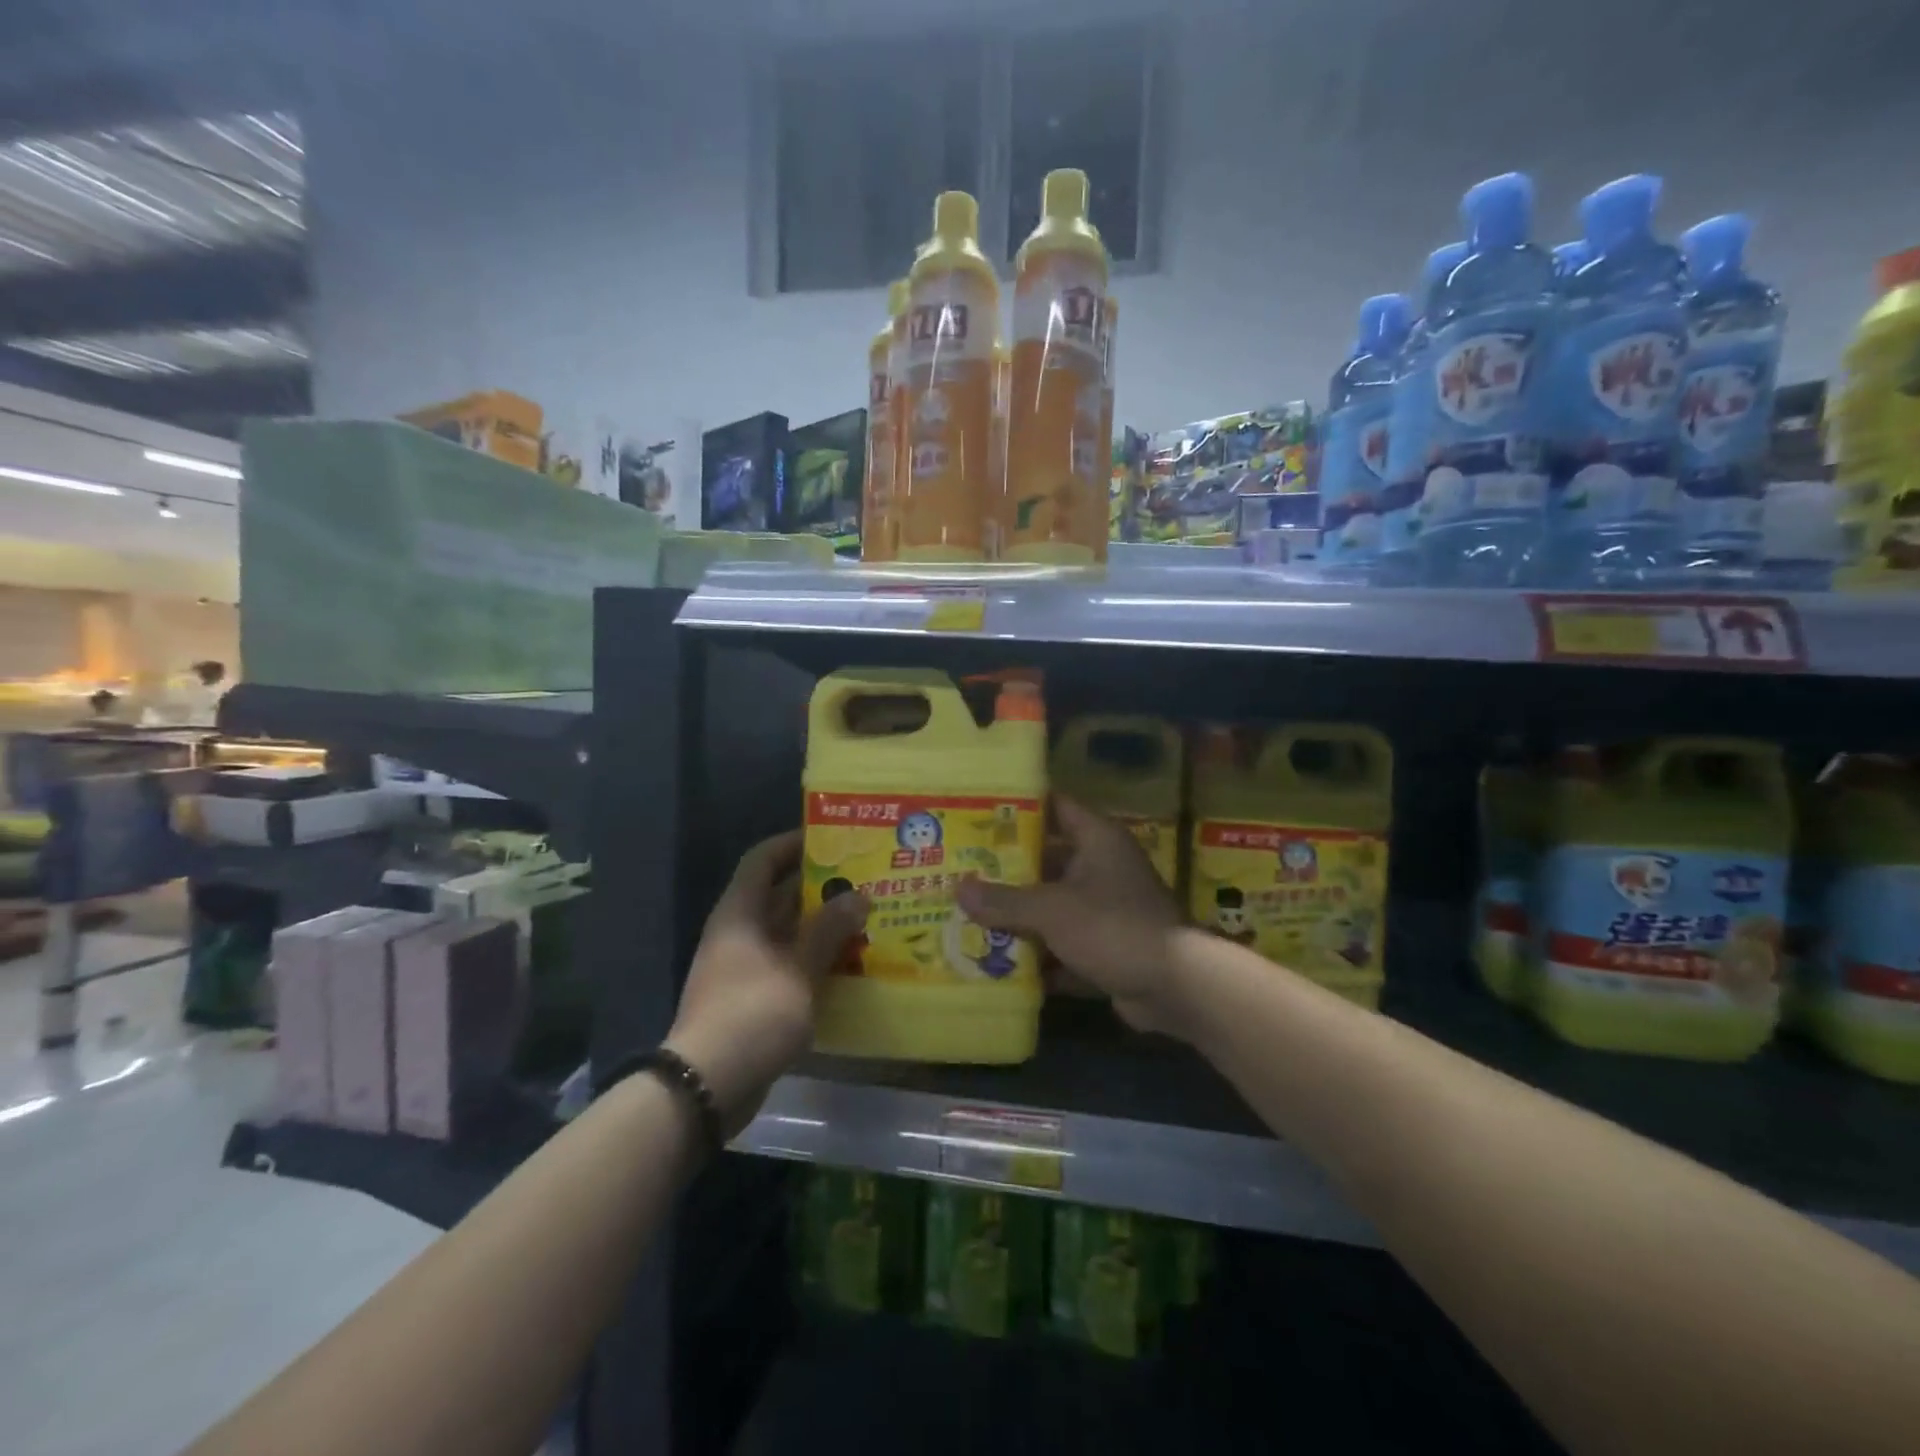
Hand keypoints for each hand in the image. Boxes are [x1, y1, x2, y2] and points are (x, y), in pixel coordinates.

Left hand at [666, 830, 867, 1133]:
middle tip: (864, 881)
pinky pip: (788, 963)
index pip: (762, 860)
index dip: (792, 843)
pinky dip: (815, 958)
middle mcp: (739, 932)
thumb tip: (858, 896)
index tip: (831, 839)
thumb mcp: (799, 969)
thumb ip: (829, 931)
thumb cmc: (753, 1012)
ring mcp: (744, 966)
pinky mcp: (753, 996)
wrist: (709, 1084)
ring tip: (866, 918)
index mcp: (740, 913)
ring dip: (821, 926)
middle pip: (778, 895)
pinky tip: (850, 963)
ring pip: (787, 932)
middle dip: (819, 887)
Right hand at [956, 797, 1188, 1036]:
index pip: (1054, 807)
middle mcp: (1102, 867)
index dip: (1018, 807)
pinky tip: (998, 962)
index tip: (978, 811)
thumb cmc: (1113, 927)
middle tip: (962, 869)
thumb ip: (1005, 900)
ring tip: (969, 914)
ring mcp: (1105, 908)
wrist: (1175, 987)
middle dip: (1007, 870)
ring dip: (1018, 915)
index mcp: (1097, 840)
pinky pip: (1062, 943)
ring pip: (1052, 905)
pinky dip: (1037, 953)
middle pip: (1047, 859)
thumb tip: (958, 889)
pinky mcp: (1105, 946)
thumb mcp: (1052, 910)